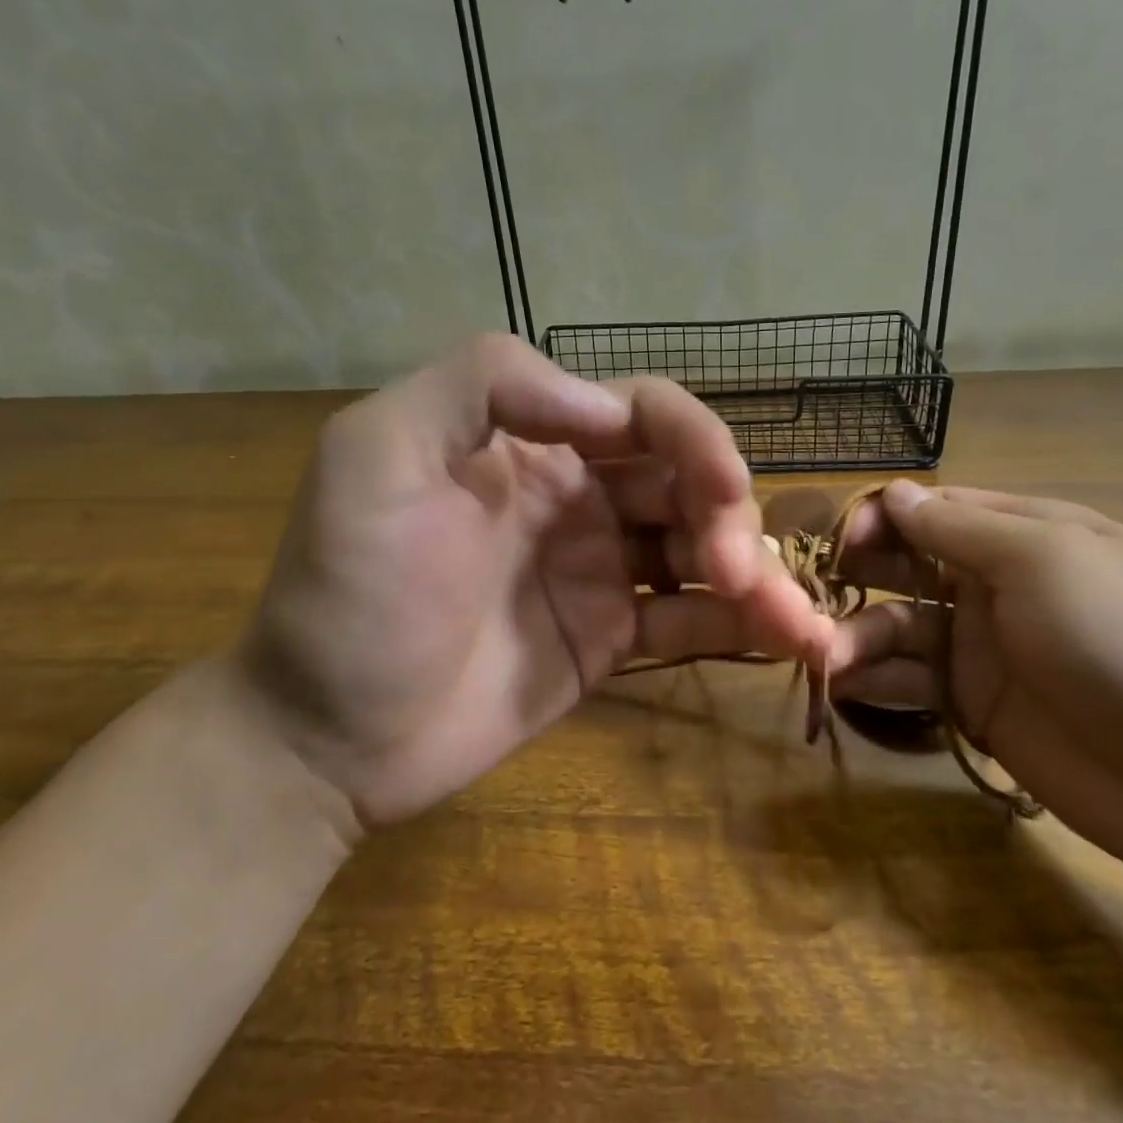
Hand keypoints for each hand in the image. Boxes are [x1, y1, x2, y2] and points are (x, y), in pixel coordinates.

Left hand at [235, 335, 834, 829]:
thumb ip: (485, 385)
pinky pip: (689, 618)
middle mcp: (575, 495)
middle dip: (728, 512)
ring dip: (756, 572)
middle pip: (686, 479)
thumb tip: (608, 406)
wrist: (327, 738)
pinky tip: (786, 643)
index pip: (643, 414)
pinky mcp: (610, 638)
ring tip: (795, 622)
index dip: (696, 440)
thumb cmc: (350, 595)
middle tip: (734, 569)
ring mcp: (598, 570)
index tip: (724, 492)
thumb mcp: (378, 455)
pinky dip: (741, 626)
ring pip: (701, 547)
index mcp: (531, 441)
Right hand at [827, 481, 1122, 881]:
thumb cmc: (1121, 641)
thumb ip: (960, 530)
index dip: (881, 518)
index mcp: (1021, 536)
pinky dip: (873, 682)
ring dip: (855, 637)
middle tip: (810, 600)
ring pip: (898, 628)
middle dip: (857, 576)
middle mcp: (994, 585)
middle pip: (905, 567)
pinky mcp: (972, 706)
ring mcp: (981, 648)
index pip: (932, 511)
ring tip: (824, 658)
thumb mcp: (1043, 561)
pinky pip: (909, 682)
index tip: (841, 540)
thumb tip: (896, 493)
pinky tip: (842, 688)